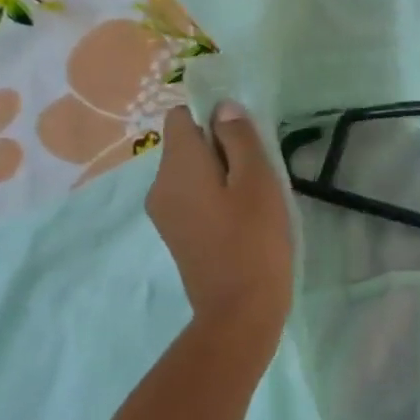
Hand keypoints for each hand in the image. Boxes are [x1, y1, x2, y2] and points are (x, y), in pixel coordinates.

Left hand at [147, 101, 293, 348]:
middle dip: (221, 148)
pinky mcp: (176, 235)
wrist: (239, 311)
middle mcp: (160, 185)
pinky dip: (215, 199)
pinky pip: (192, 199)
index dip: (213, 116)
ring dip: (221, 175)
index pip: (181, 117)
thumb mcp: (258, 182)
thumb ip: (240, 139)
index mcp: (177, 167)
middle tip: (259, 172)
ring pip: (192, 174)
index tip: (246, 137)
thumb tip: (223, 108)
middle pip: (187, 146)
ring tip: (255, 199)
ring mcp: (165, 214)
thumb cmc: (254, 242)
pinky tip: (242, 221)